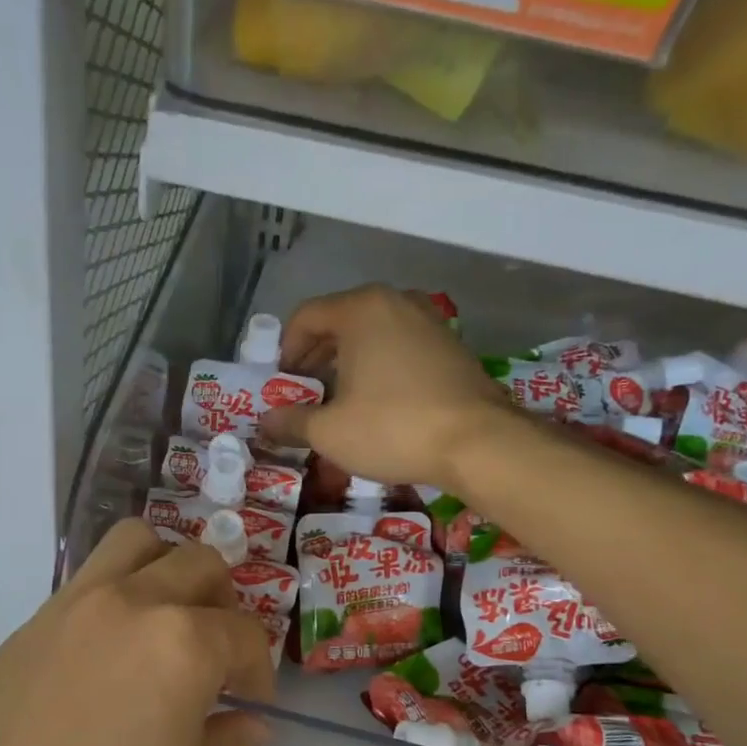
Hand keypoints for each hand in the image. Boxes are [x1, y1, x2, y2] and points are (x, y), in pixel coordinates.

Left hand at [0, 521, 275, 745]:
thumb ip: (220, 744)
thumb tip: (251, 722)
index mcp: (180, 648)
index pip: (242, 634)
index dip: (257, 670)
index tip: (250, 704)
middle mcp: (129, 605)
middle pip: (197, 564)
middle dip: (222, 603)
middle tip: (216, 654)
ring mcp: (72, 606)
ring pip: (136, 543)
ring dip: (167, 569)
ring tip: (167, 624)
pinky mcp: (29, 623)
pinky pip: (89, 579)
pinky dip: (118, 591)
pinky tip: (110, 653)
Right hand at [261, 285, 511, 490]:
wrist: (479, 443)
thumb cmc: (393, 428)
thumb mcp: (329, 432)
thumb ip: (292, 422)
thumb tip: (266, 422)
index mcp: (361, 309)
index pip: (306, 316)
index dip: (286, 351)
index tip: (283, 385)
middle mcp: (396, 302)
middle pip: (340, 320)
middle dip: (316, 356)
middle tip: (306, 392)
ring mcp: (429, 321)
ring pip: (373, 333)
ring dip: (349, 362)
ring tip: (341, 399)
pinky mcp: (452, 345)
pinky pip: (402, 346)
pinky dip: (381, 366)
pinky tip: (380, 402)